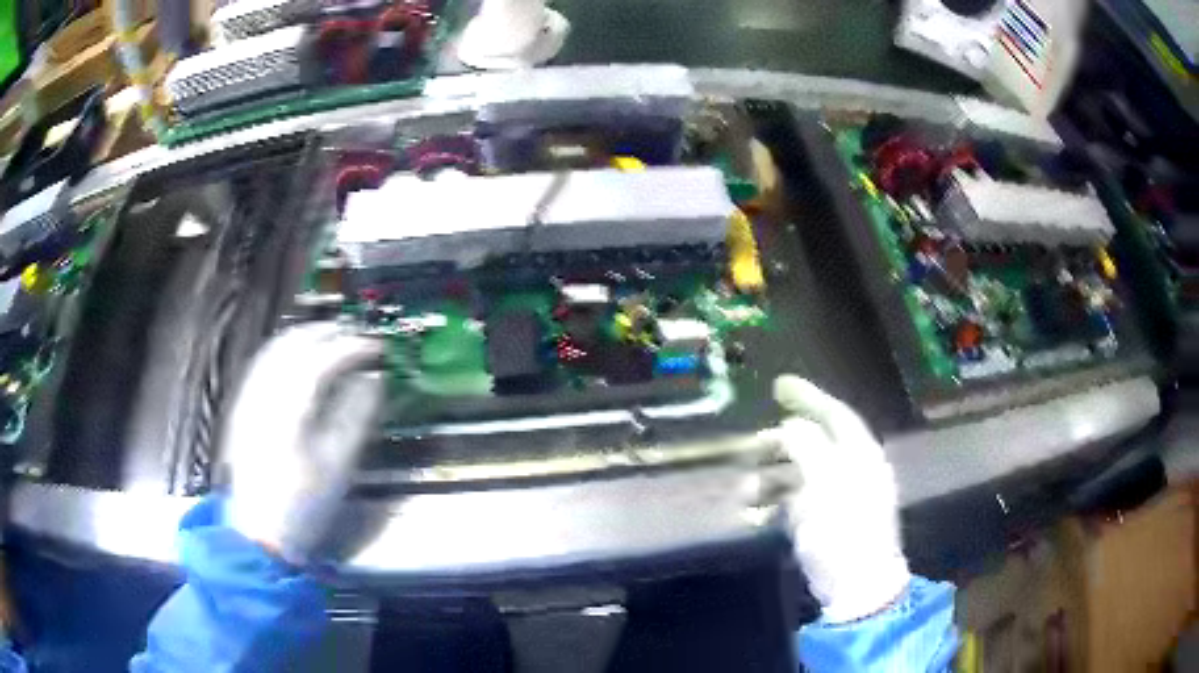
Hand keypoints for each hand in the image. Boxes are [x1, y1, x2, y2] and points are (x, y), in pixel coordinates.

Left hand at [222, 323, 384, 563]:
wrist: (259, 531)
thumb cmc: (303, 503)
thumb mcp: (338, 464)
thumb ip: (356, 415)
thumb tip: (373, 379)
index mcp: (288, 407)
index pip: (323, 358)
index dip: (353, 346)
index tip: (378, 347)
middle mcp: (263, 392)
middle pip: (295, 343)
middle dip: (329, 332)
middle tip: (359, 337)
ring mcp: (249, 397)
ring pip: (276, 348)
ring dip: (307, 337)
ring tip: (334, 339)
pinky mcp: (243, 406)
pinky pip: (264, 362)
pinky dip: (287, 350)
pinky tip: (300, 358)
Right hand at [771, 375, 909, 622]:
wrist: (856, 586)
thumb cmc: (844, 530)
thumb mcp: (825, 484)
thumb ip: (808, 448)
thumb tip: (791, 425)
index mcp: (860, 455)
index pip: (836, 415)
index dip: (808, 397)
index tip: (778, 387)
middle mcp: (850, 471)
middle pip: (812, 444)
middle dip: (779, 445)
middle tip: (749, 448)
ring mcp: (836, 498)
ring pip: (798, 475)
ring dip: (769, 480)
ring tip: (745, 494)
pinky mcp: (822, 523)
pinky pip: (793, 504)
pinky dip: (772, 506)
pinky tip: (753, 517)